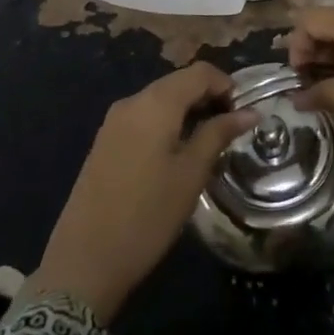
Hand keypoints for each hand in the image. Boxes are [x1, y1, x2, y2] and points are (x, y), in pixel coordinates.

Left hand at [30, 64, 256, 321]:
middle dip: (208, 98)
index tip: (243, 115)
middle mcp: (132, 101)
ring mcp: (114, 121)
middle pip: (179, 82)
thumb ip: (219, 134)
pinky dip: (167, 124)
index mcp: (155, 103)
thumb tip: (249, 112)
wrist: (84, 262)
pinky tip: (177, 155)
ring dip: (188, 112)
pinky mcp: (105, 141)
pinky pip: (144, 117)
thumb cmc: (147, 215)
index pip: (200, 72)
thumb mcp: (191, 174)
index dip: (226, 86)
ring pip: (161, 100)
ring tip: (208, 145)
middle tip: (230, 131)